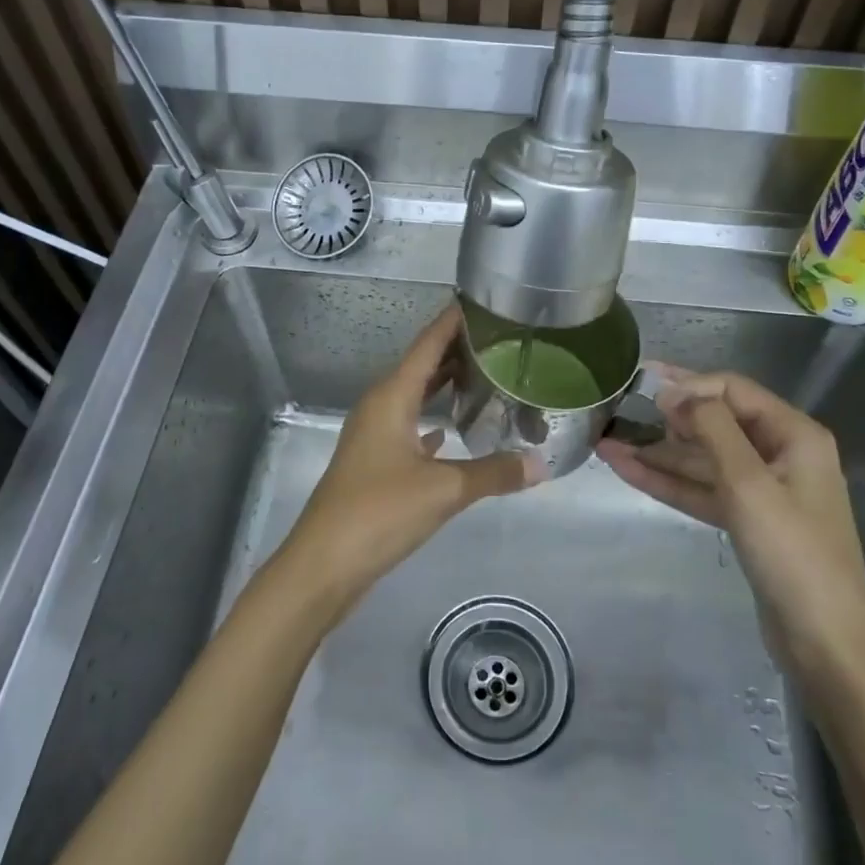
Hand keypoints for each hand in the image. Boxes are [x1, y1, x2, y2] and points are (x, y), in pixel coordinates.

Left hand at [280, 305, 539, 606]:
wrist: (324, 564)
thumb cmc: (379, 513)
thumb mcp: (443, 491)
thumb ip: (493, 473)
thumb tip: (540, 464)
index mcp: (391, 396)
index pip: (428, 343)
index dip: (454, 320)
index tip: (485, 300)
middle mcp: (380, 406)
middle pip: (422, 365)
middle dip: (458, 350)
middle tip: (503, 339)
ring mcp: (374, 434)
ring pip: (415, 396)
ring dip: (446, 384)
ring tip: (487, 375)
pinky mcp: (375, 462)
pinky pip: (409, 426)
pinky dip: (432, 419)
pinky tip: (452, 427)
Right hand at [597, 366, 864, 677]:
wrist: (825, 644)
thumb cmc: (792, 554)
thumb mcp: (750, 483)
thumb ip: (712, 428)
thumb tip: (676, 392)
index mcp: (794, 435)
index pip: (733, 390)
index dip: (688, 386)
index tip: (643, 392)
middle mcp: (780, 454)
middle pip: (715, 422)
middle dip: (666, 418)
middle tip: (617, 409)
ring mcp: (763, 490)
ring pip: (702, 459)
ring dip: (658, 452)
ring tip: (607, 442)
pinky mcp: (746, 521)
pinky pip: (702, 489)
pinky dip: (668, 481)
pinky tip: (628, 470)